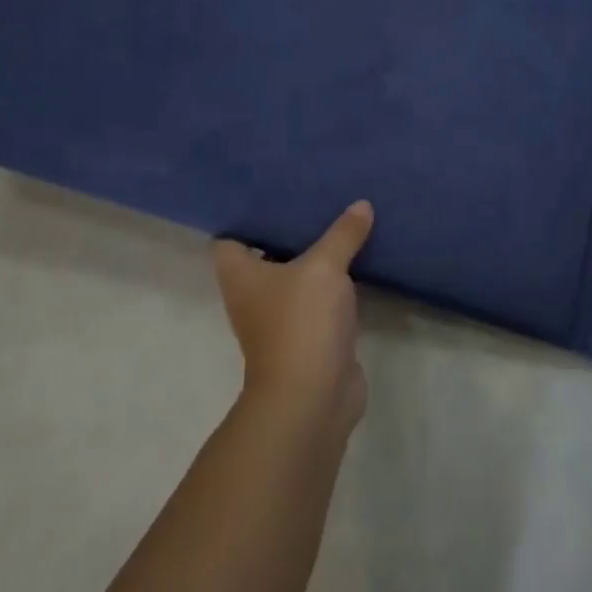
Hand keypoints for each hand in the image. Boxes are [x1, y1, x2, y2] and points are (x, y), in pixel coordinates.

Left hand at [214, 201, 372, 433]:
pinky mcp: (309, 336)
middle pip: (265, 255)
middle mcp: (253, 296)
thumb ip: (342, 234)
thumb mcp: (325, 268)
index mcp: (241, 276)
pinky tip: (356, 260)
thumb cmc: (301, 323)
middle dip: (288, 230)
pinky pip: (319, 298)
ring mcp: (281, 319)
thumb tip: (362, 204)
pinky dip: (333, 283)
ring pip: (296, 277)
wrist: (312, 399)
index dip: (246, 217)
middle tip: (315, 198)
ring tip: (339, 221)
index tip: (273, 193)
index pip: (230, 239)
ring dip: (314, 256)